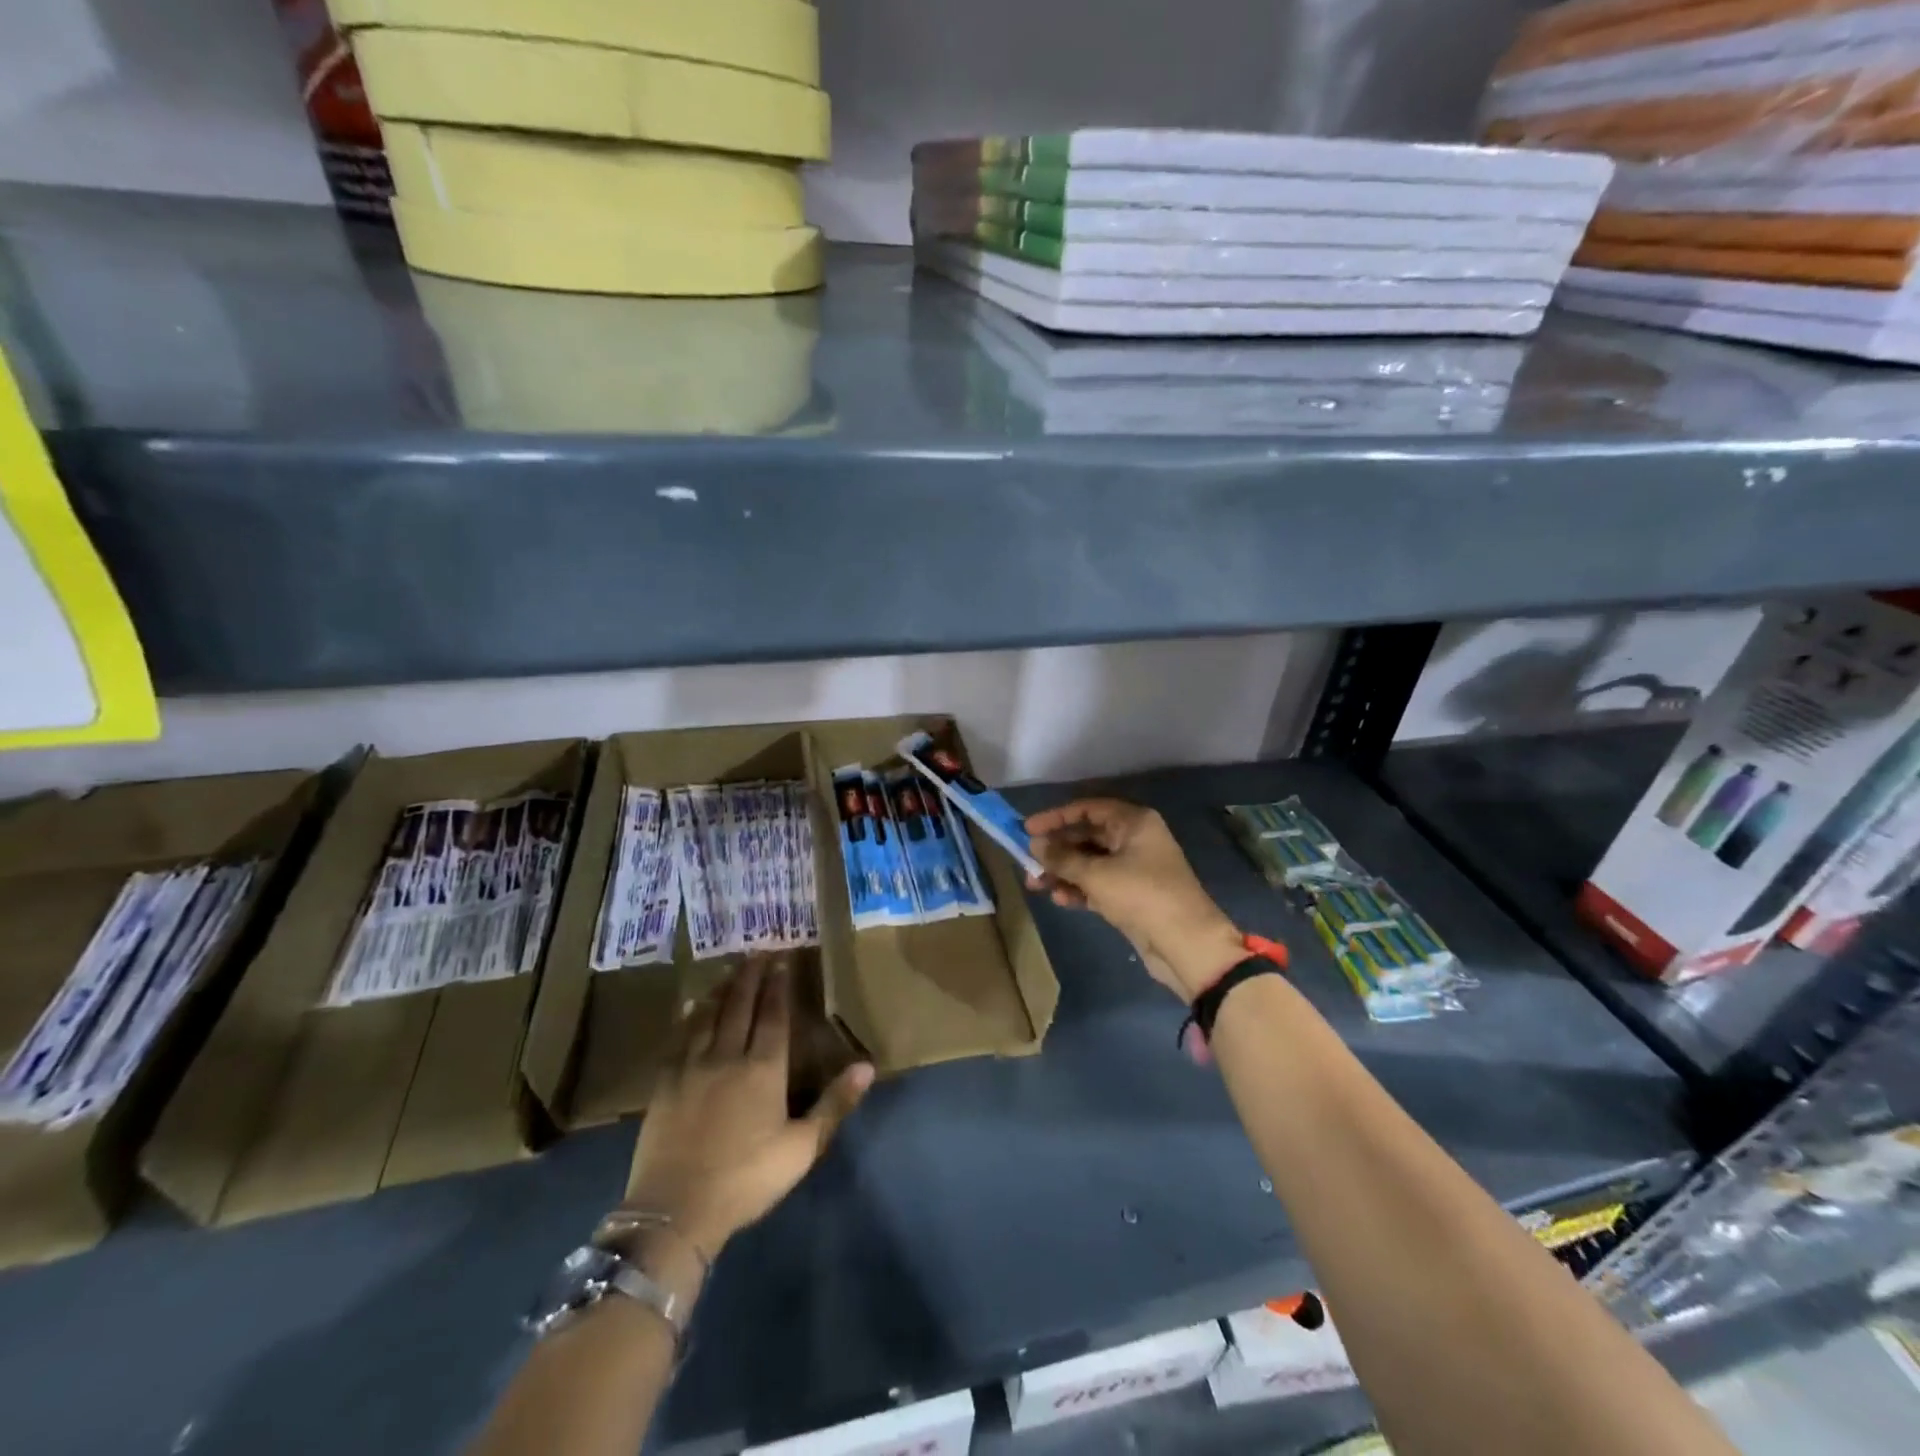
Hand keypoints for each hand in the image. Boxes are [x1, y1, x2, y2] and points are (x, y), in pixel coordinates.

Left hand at [623, 956, 873, 1259]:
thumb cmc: (747, 1179)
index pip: (773, 1015)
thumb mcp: (802, 1147)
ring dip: (722, 987)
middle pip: (741, 1005)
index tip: (782, 959)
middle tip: (758, 951)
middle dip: (751, 976)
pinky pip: (680, 1036)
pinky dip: (690, 1014)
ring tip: (731, 968)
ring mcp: (693, 1066)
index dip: (778, 985)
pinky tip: (693, 1004)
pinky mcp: (666, 1082)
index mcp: (763, 1069)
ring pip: (709, 1014)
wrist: (675, 1211)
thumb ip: (834, 1103)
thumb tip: (867, 1066)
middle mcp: (728, 1055)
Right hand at [1025, 799, 1244, 1002]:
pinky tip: (1059, 899)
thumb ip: (1062, 858)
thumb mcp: (1096, 874)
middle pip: (1087, 836)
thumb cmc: (1141, 895)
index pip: (1088, 809)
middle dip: (1056, 850)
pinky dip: (1079, 889)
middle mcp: (1135, 839)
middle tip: (1027, 862)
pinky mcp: (1132, 895)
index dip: (1056, 817)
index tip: (1027, 828)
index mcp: (1134, 822)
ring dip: (1063, 872)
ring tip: (1035, 885)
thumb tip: (1034, 844)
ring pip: (1090, 862)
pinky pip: (1098, 884)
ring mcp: (1135, 868)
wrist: (1185, 943)